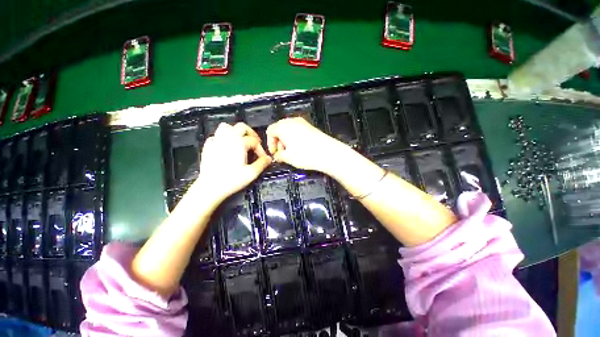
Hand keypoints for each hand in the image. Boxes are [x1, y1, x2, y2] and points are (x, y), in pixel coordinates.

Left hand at [191, 122, 271, 203]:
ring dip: (235, 131)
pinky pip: (216, 136)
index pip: (255, 141)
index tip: (263, 159)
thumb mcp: (251, 173)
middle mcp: (228, 137)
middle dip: (251, 134)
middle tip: (255, 143)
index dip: (261, 150)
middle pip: (242, 127)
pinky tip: (225, 147)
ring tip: (240, 140)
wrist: (210, 187)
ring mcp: (216, 140)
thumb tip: (268, 158)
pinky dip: (222, 138)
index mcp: (239, 142)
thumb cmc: (232, 180)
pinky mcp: (208, 146)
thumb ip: (262, 163)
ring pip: (226, 127)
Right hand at [266, 117, 350, 174]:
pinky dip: (294, 138)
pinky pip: (297, 130)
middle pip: (279, 129)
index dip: (270, 143)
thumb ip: (278, 155)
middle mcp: (292, 121)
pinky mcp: (310, 126)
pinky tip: (300, 148)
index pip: (270, 130)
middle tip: (282, 154)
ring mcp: (302, 122)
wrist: (328, 152)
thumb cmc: (305, 154)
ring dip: (286, 140)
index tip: (275, 154)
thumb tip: (277, 155)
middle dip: (278, 141)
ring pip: (288, 129)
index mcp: (283, 126)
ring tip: (291, 152)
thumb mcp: (288, 157)